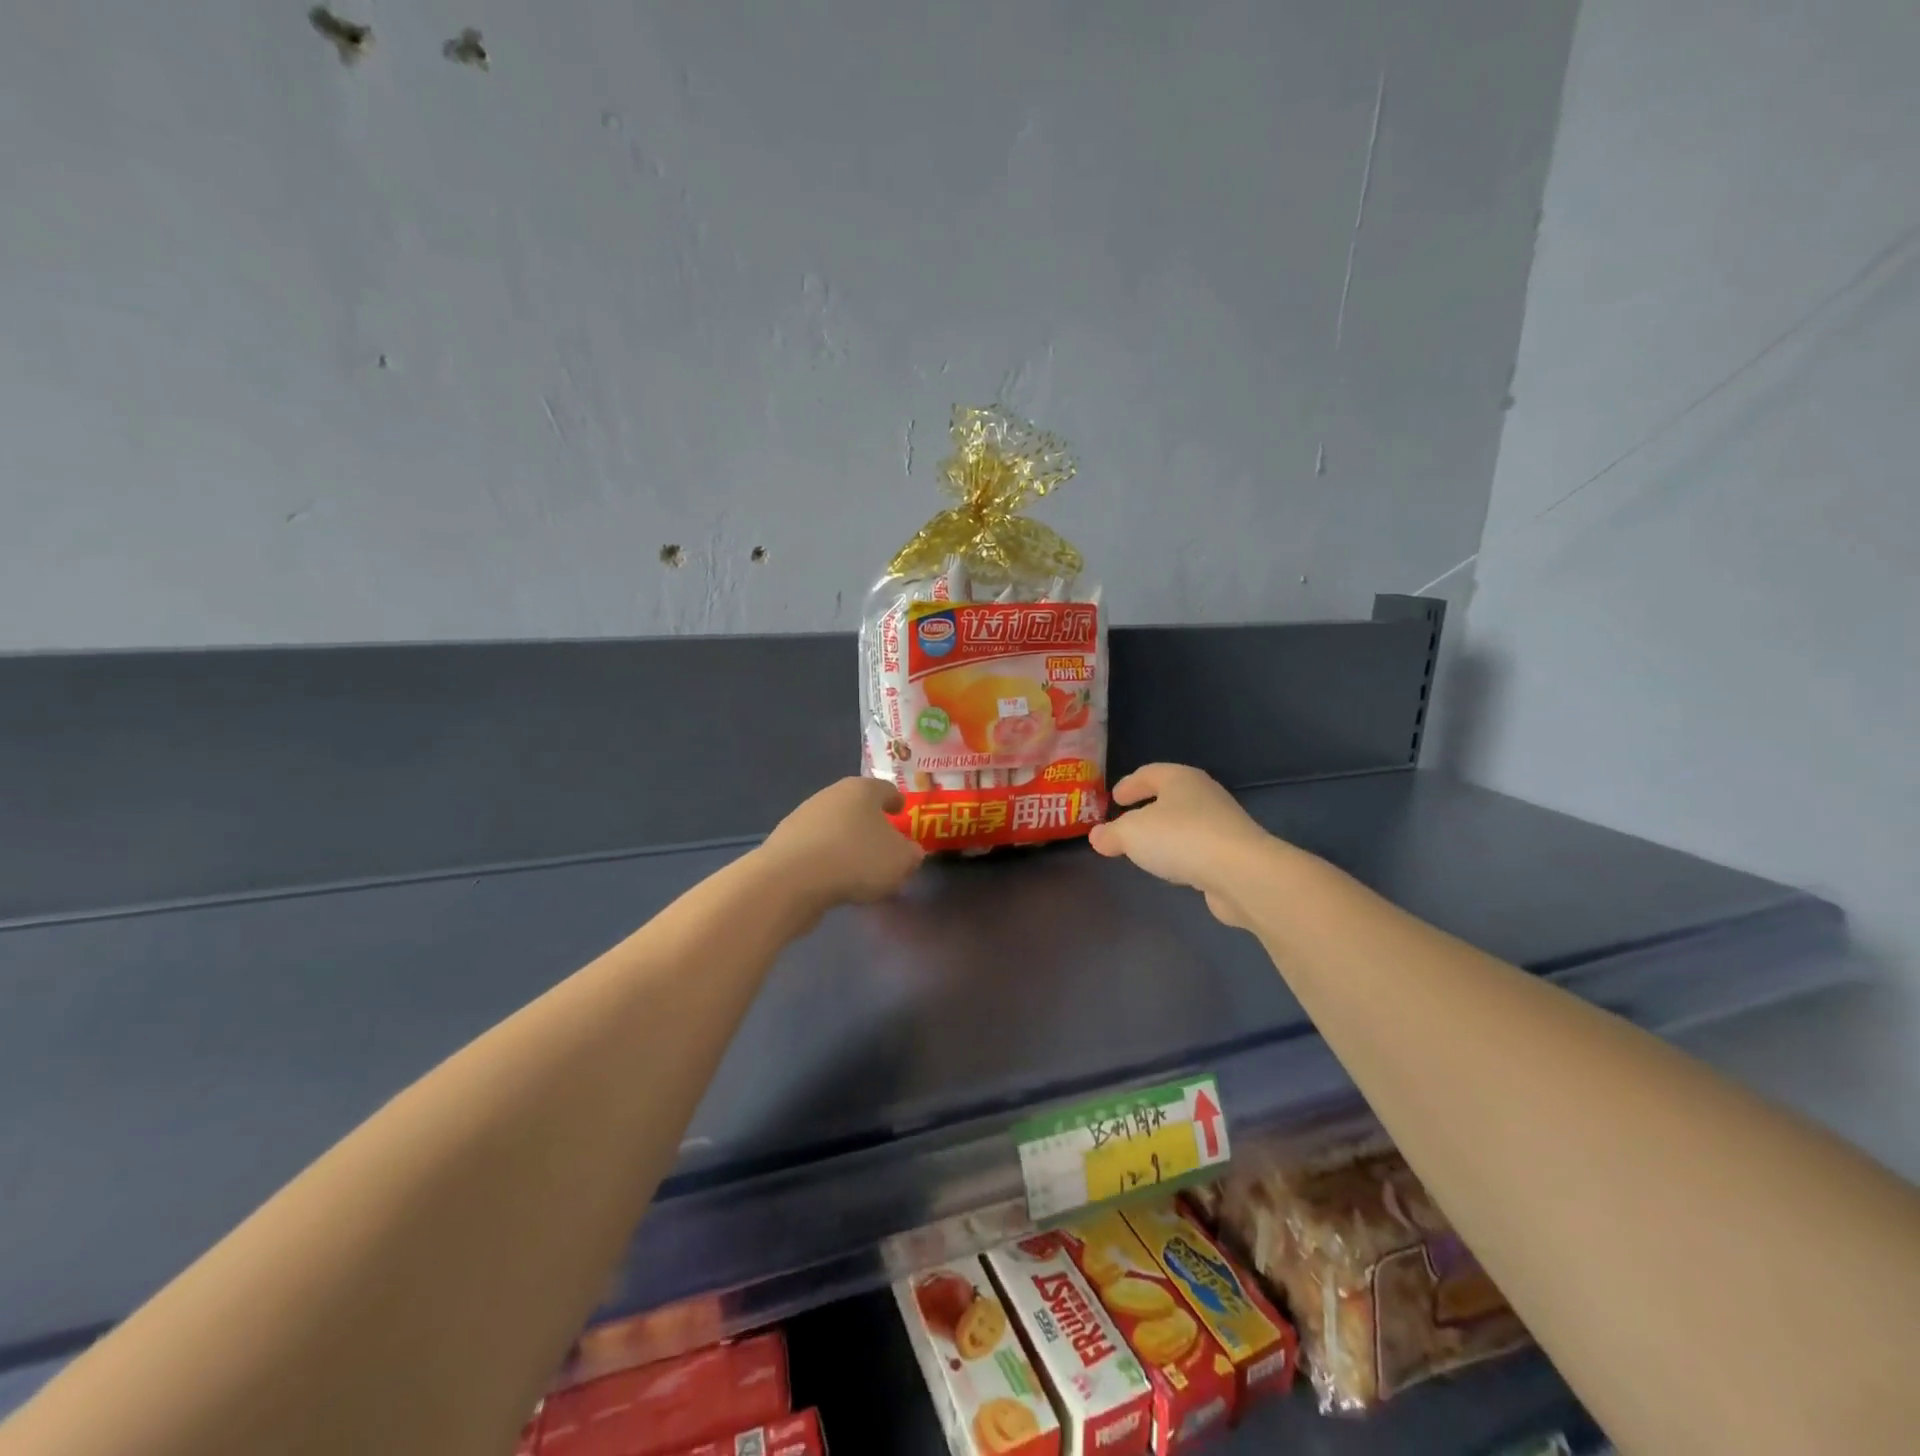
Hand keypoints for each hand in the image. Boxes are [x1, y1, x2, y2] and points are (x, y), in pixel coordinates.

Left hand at [758, 777, 925, 912]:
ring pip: (835, 826)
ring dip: (847, 841)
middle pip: (857, 806)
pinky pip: (816, 848)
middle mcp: (831, 795)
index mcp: (862, 789)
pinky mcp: (785, 842)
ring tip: (859, 868)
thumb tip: (909, 852)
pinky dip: (828, 859)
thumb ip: (911, 854)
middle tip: (884, 843)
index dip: (896, 801)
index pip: (886, 789)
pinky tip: (834, 879)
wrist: (790, 879)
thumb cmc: (855, 859)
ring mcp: (803, 817)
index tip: (902, 811)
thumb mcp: (901, 860)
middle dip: (871, 823)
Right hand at [1088, 763, 1274, 926]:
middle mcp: (1204, 795)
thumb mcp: (1131, 834)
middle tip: (1126, 822)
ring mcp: (1222, 824)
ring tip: (1146, 849)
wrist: (1241, 873)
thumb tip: (1097, 837)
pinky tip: (1172, 869)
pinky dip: (1182, 854)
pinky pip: (1198, 848)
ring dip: (1166, 834)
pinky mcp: (1232, 854)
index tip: (1114, 798)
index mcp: (1180, 779)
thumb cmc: (1180, 838)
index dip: (1130, 784)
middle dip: (1147, 808)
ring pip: (1185, 823)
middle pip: (1170, 796)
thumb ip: (1111, 834)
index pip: (1149, 773)